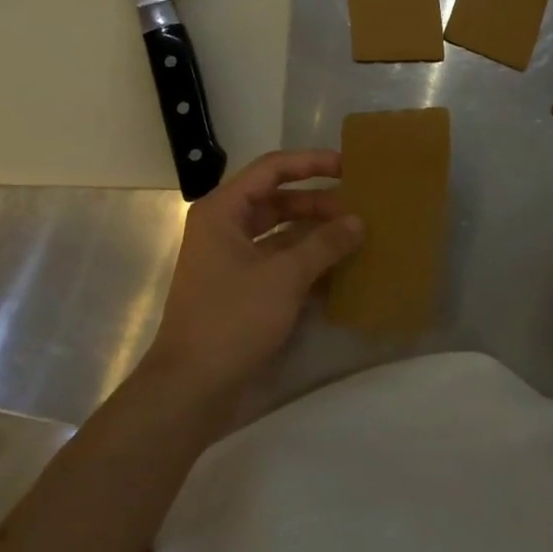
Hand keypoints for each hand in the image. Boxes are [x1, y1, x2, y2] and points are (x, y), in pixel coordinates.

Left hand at [142, 150, 362, 397]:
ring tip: (358, 236)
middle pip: (279, 201)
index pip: (272, 169)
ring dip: (317, 234)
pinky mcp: (242, 289)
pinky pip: (281, 262)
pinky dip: (308, 263)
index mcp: (223, 211)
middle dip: (319, 203)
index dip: (311, 163)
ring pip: (282, 233)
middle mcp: (225, 228)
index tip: (349, 166)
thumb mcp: (284, 277)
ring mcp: (233, 260)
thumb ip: (324, 244)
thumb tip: (359, 221)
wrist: (191, 388)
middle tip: (361, 207)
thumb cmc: (232, 320)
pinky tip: (342, 270)